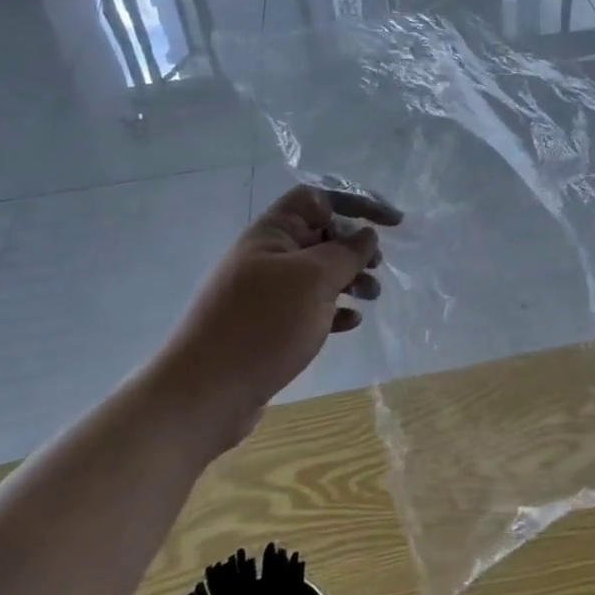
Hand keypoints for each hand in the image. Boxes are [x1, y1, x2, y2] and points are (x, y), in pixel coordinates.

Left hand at [165, 185, 401, 452]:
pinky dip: (334, 309)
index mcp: (272, 232)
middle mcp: (268, 256)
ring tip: (373, 296)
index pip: (319, 198)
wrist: (203, 395)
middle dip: (355, 245)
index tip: (391, 223)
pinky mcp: (269, 325)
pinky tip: (351, 323)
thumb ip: (346, 251)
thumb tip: (365, 234)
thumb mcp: (313, 280)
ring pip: (319, 272)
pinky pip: (310, 306)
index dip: (357, 202)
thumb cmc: (262, 325)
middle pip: (321, 234)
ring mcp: (266, 292)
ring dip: (350, 278)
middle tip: (379, 266)